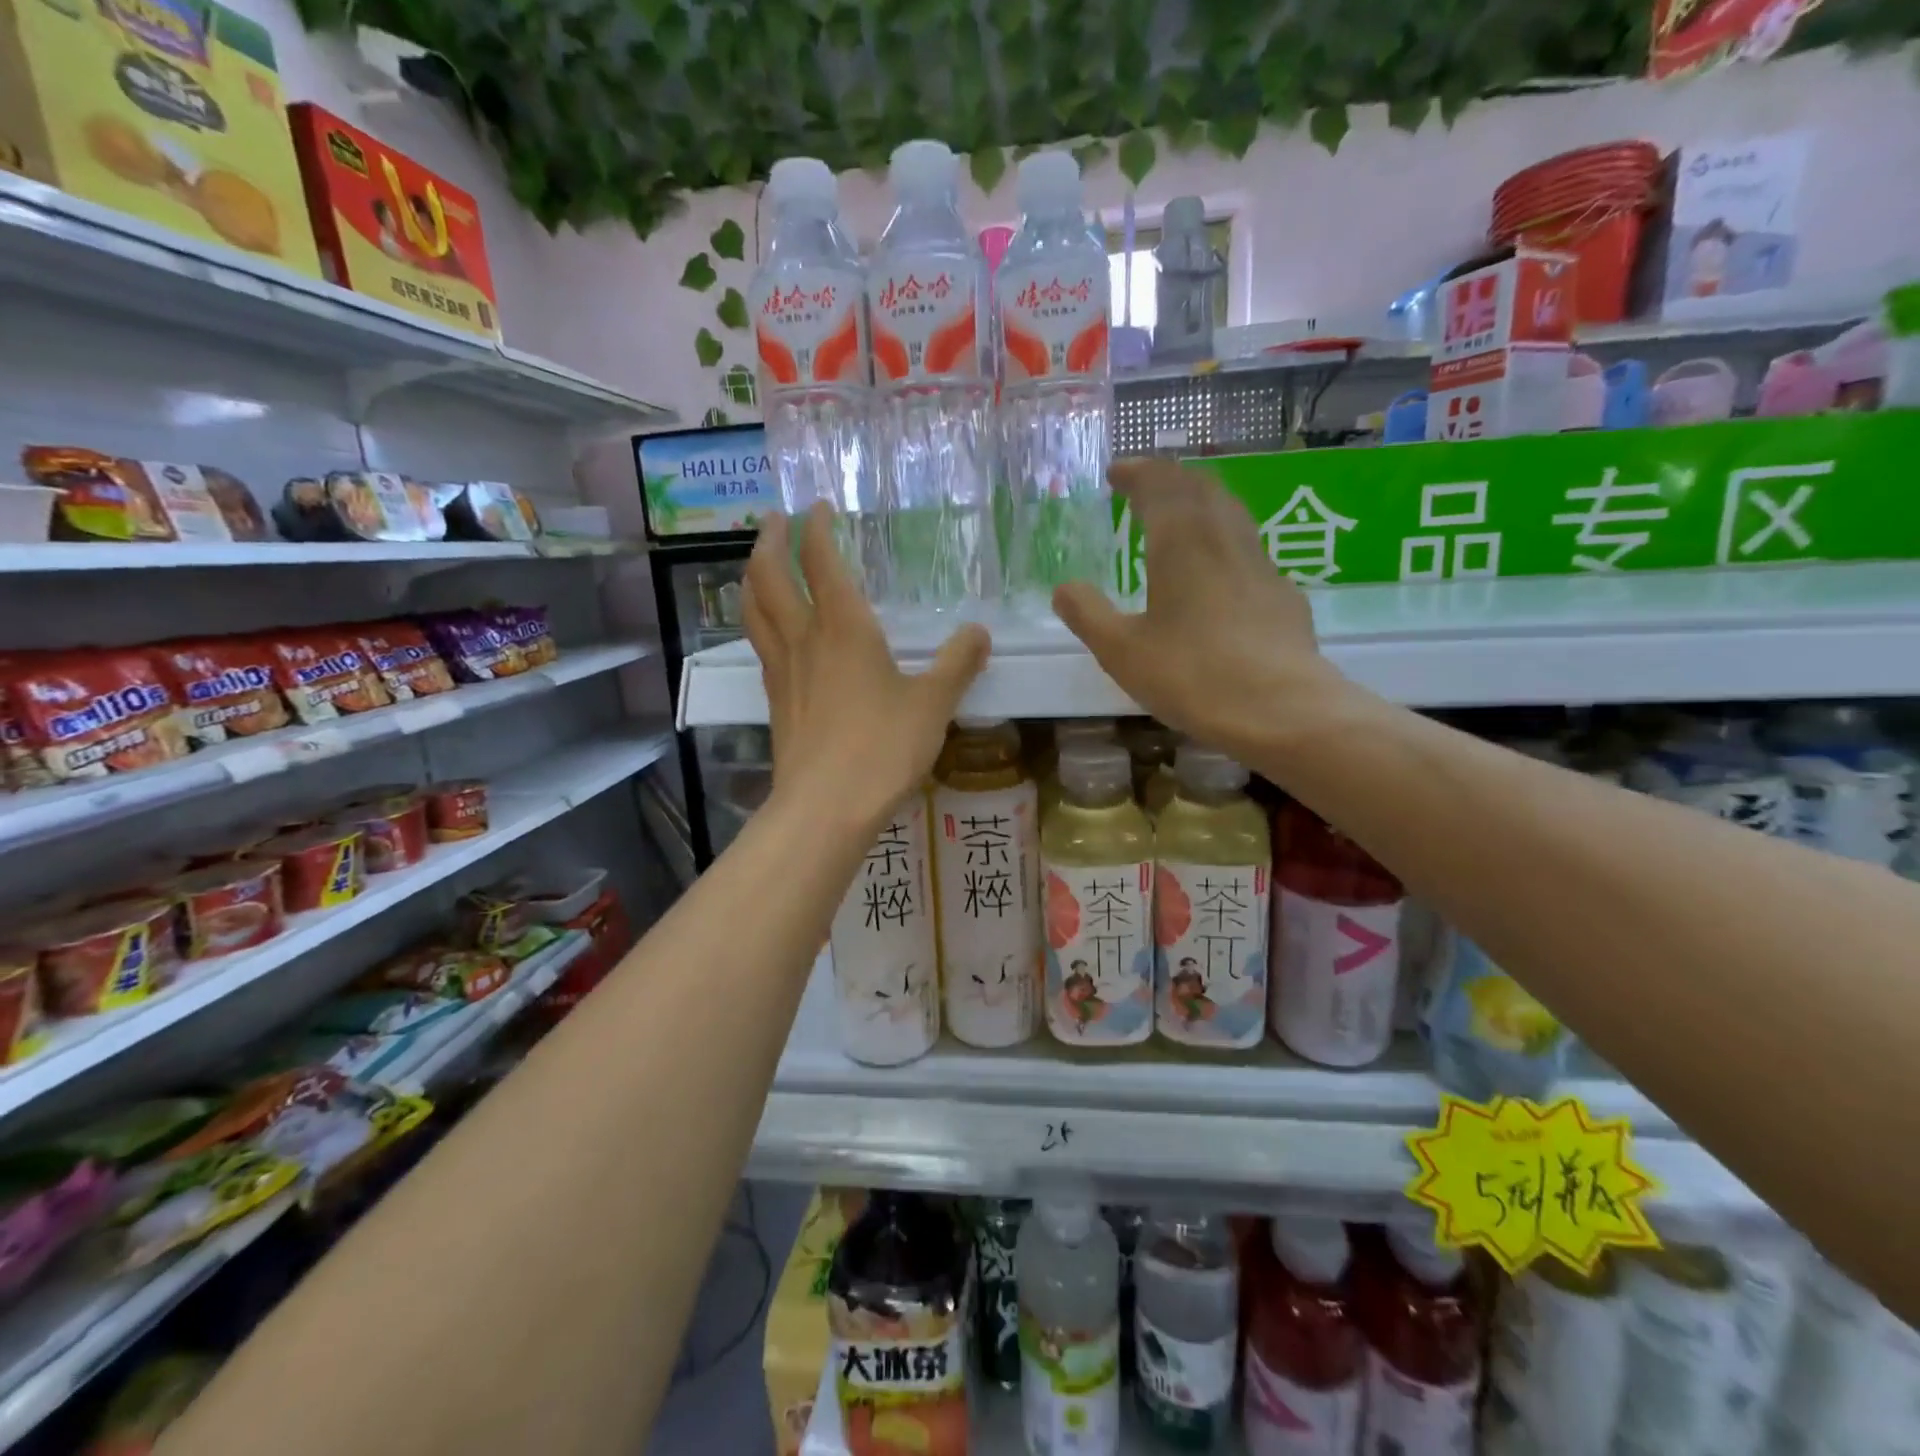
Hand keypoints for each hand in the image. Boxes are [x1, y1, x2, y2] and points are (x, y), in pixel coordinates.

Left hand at [742, 505, 989, 830]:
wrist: (825, 807)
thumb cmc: (882, 749)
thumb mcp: (933, 705)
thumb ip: (957, 664)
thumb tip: (978, 632)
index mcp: (844, 628)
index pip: (821, 562)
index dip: (816, 529)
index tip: (817, 507)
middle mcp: (805, 640)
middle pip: (769, 577)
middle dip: (769, 541)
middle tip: (774, 520)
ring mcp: (782, 672)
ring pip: (754, 611)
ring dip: (753, 577)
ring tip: (758, 564)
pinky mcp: (775, 702)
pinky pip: (760, 646)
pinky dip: (760, 622)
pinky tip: (773, 632)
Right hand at [1052, 459, 1341, 766]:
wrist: (1280, 709)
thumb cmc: (1191, 675)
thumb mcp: (1121, 651)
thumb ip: (1088, 614)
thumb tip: (1064, 588)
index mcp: (1181, 542)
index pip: (1159, 485)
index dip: (1136, 473)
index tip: (1116, 471)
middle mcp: (1224, 539)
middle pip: (1200, 488)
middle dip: (1170, 479)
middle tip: (1146, 485)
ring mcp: (1261, 564)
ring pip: (1231, 513)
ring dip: (1201, 502)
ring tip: (1181, 517)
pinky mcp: (1284, 594)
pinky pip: (1249, 549)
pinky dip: (1224, 541)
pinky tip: (1219, 571)